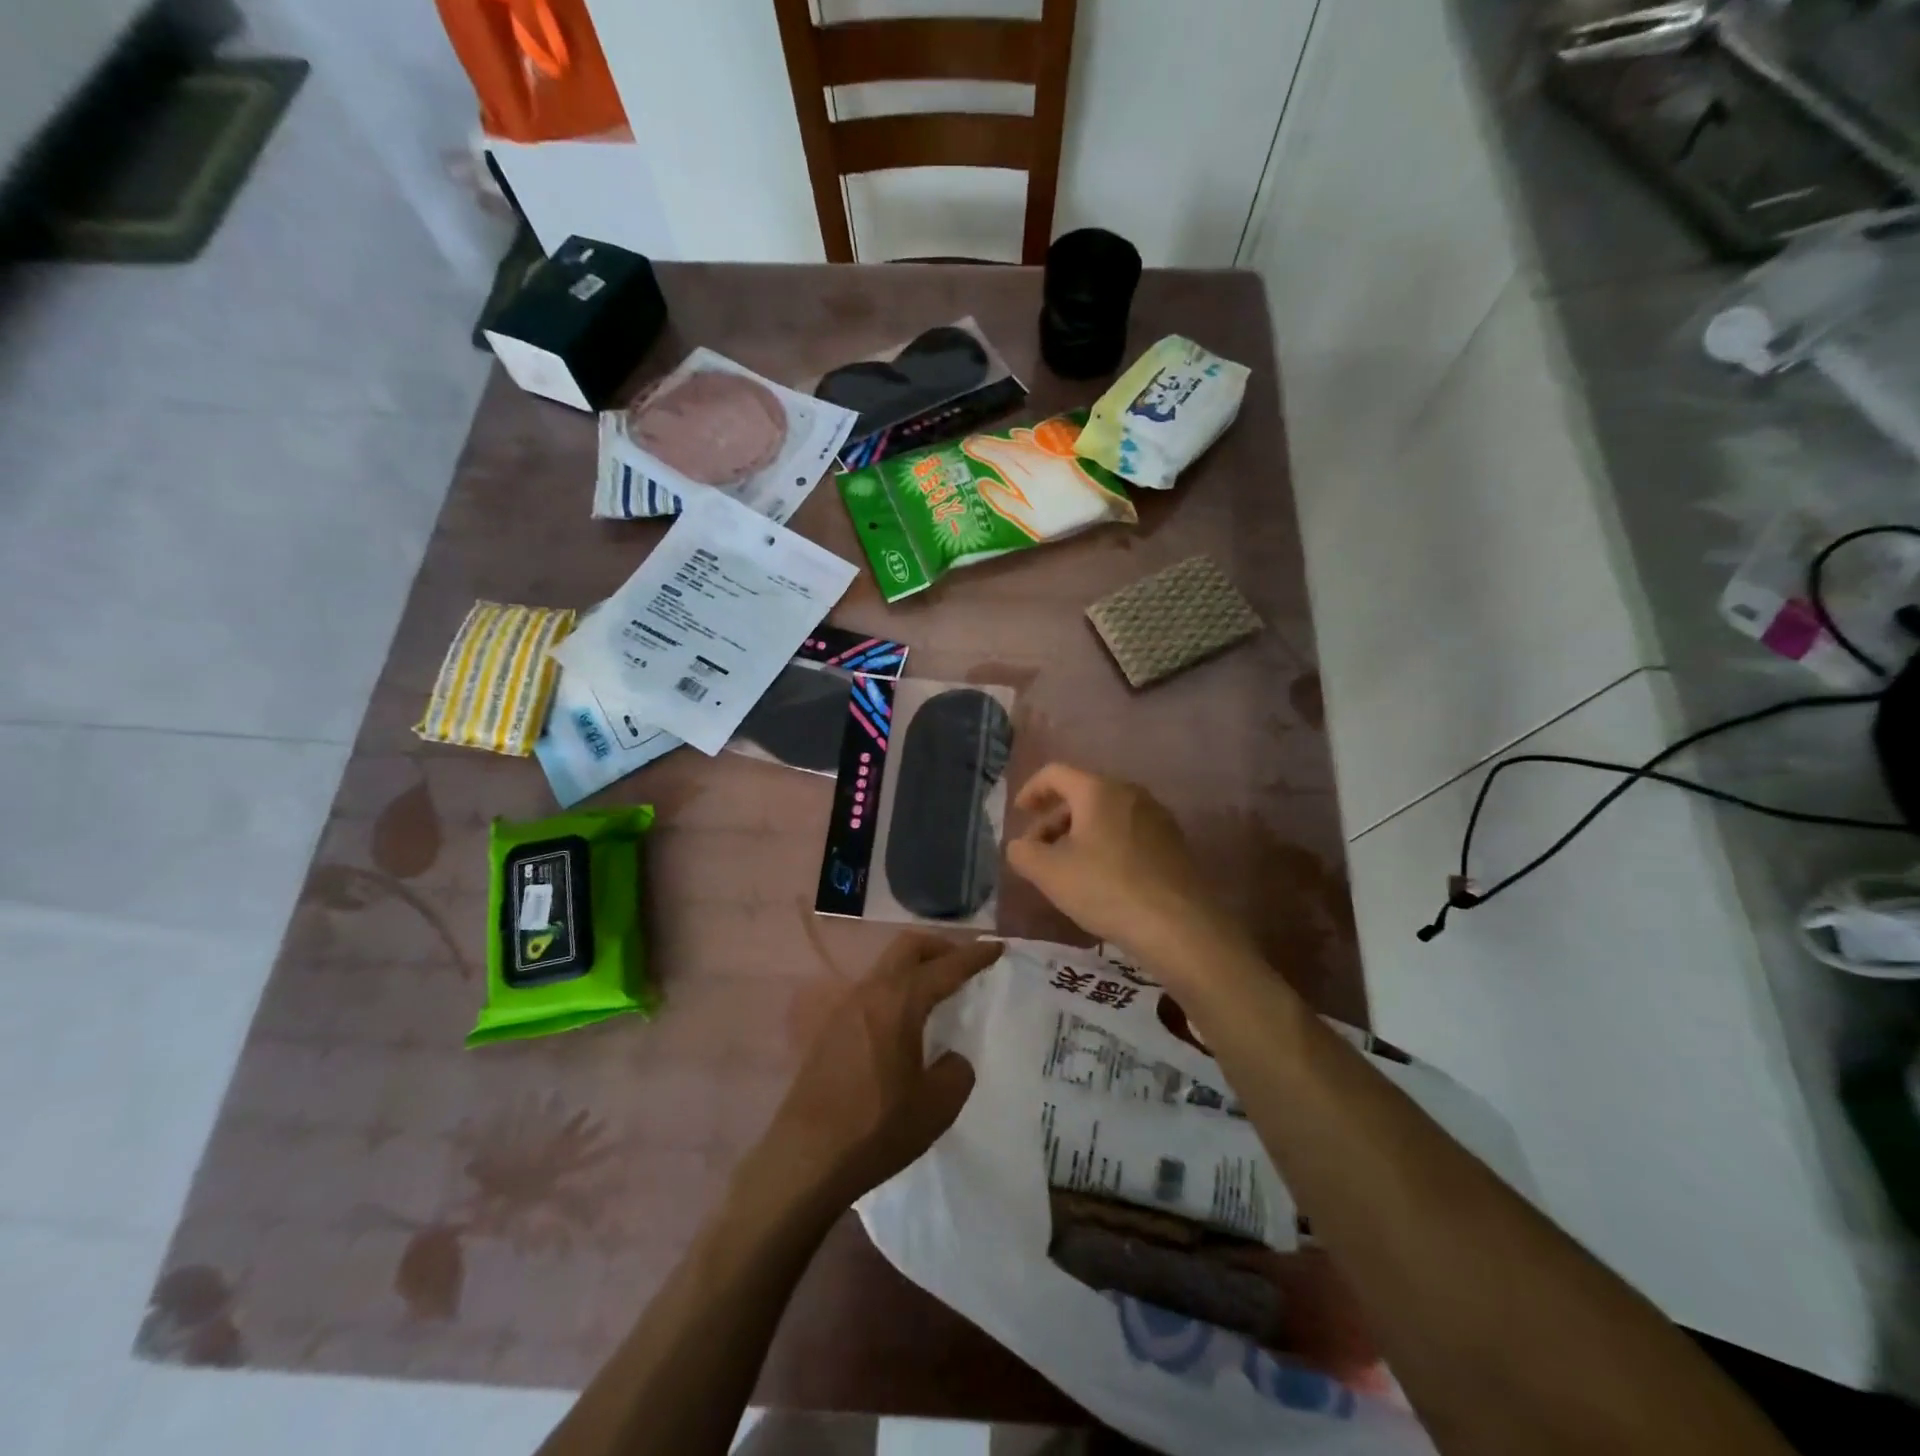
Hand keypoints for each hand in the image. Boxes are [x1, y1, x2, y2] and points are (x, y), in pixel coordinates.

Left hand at [754, 933, 999, 1209]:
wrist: (805, 1157)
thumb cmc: (877, 1127)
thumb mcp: (937, 1105)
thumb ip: (955, 1071)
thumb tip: (950, 1059)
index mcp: (899, 1001)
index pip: (945, 967)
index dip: (975, 956)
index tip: (997, 947)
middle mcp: (870, 993)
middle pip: (907, 948)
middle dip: (939, 947)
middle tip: (963, 963)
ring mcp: (844, 1009)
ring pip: (886, 968)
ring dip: (914, 969)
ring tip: (936, 993)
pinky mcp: (830, 1030)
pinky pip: (871, 993)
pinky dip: (895, 991)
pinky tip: (904, 1024)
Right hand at [1006, 763, 1224, 964]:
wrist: (1178, 925)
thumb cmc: (1106, 888)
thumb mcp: (1049, 873)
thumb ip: (1023, 853)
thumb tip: (1020, 846)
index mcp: (1098, 790)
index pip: (1055, 773)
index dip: (1031, 791)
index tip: (1019, 815)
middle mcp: (1130, 793)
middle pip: (1082, 794)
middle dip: (1054, 819)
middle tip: (1039, 851)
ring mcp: (1156, 816)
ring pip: (1106, 814)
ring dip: (1080, 834)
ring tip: (1067, 868)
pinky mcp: (1173, 842)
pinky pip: (1128, 831)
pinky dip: (1106, 844)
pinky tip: (1101, 878)